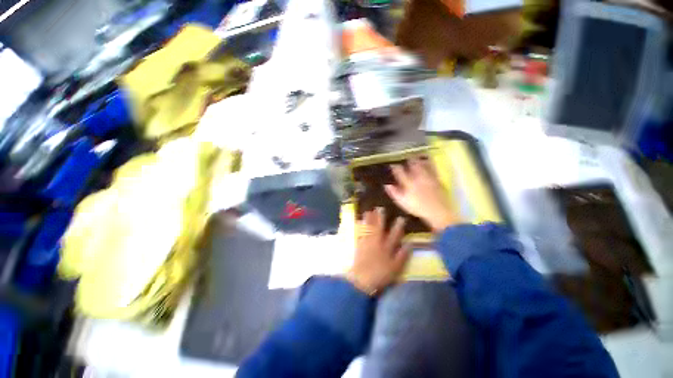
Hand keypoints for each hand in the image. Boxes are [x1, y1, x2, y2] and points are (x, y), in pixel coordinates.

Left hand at [347, 208, 410, 295]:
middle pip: (379, 227)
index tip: (401, 218)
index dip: (398, 226)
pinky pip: (359, 233)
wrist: (361, 279)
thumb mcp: (395, 267)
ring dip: (369, 219)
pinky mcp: (358, 245)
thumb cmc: (380, 274)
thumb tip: (410, 244)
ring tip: (369, 211)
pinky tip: (358, 222)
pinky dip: (359, 227)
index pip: (394, 234)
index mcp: (386, 247)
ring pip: (368, 228)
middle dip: (380, 217)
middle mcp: (376, 242)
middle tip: (380, 208)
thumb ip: (403, 255)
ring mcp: (366, 242)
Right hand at [384, 158, 459, 231]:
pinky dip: (429, 163)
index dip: (395, 167)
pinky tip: (428, 161)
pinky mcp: (436, 178)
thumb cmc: (417, 208)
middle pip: (412, 165)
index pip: (399, 172)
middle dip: (408, 161)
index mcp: (408, 183)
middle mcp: (418, 177)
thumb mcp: (402, 202)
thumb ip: (394, 193)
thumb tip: (386, 185)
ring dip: (418, 160)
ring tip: (415, 157)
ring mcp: (428, 177)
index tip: (392, 165)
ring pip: (422, 164)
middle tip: (405, 158)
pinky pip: (432, 168)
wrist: (438, 211)